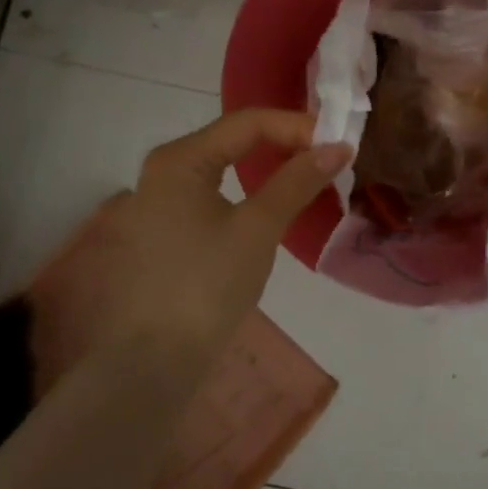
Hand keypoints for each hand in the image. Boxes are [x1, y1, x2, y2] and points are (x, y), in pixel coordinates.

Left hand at [32, 109, 350, 381]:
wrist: (149, 365)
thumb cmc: (205, 286)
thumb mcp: (258, 228)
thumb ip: (297, 181)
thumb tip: (337, 146)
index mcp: (180, 159)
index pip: (248, 122)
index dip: (297, 126)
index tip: (338, 144)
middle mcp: (163, 171)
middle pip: (233, 141)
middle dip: (283, 144)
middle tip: (327, 158)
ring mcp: (157, 204)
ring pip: (223, 169)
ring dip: (267, 169)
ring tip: (306, 179)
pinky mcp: (163, 234)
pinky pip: (211, 197)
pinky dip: (246, 194)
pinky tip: (269, 209)